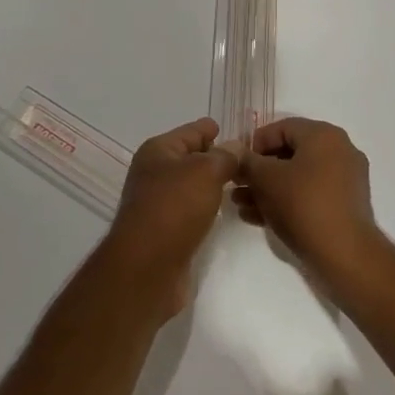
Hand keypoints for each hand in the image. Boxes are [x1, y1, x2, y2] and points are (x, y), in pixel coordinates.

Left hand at [107, 117, 240, 315]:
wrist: (148, 266)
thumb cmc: (175, 207)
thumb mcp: (206, 172)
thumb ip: (225, 156)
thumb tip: (235, 147)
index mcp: (158, 151)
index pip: (190, 131)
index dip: (210, 129)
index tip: (232, 130)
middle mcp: (154, 173)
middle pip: (189, 158)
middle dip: (214, 157)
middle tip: (246, 159)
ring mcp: (157, 202)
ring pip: (191, 185)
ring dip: (211, 184)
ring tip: (240, 183)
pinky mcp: (165, 230)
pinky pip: (191, 209)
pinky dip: (206, 206)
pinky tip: (222, 210)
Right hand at [235, 117, 382, 283]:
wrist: (344, 254)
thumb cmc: (302, 204)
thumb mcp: (265, 179)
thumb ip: (246, 161)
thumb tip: (236, 153)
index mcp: (324, 135)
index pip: (281, 128)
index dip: (253, 144)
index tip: (235, 163)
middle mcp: (339, 151)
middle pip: (289, 154)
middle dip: (258, 171)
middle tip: (236, 185)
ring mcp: (345, 180)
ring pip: (297, 177)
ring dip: (267, 189)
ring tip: (241, 205)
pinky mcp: (345, 206)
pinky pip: (310, 195)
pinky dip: (286, 201)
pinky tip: (258, 218)